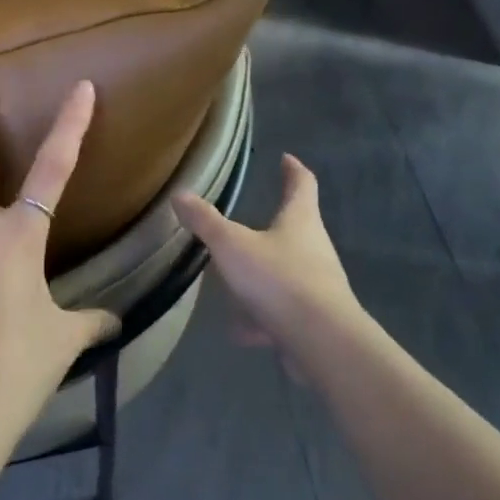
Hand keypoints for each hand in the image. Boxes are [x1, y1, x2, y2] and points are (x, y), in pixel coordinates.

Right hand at [174, 154, 358, 355]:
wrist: (320, 340)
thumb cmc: (278, 278)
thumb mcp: (232, 245)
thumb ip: (206, 222)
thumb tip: (180, 194)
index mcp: (301, 221)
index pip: (302, 185)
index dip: (293, 170)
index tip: (286, 159)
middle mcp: (315, 249)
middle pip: (297, 229)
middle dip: (274, 225)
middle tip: (250, 222)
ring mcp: (317, 286)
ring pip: (286, 273)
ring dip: (264, 276)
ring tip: (236, 282)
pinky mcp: (313, 320)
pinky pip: (282, 311)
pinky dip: (262, 317)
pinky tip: (240, 330)